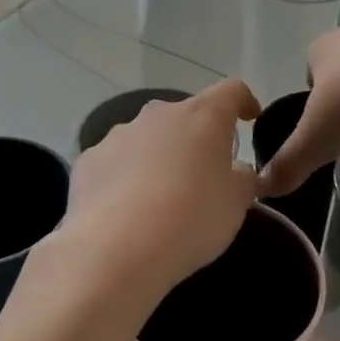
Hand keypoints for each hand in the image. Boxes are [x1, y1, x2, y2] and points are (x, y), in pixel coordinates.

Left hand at [59, 78, 261, 293]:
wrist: (116, 249)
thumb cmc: (192, 219)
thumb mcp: (237, 203)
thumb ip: (243, 179)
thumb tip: (237, 171)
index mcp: (203, 117)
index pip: (231, 91)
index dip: (244, 102)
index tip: (250, 119)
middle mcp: (159, 115)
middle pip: (186, 115)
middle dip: (197, 138)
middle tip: (205, 172)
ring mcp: (119, 135)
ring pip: (148, 138)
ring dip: (160, 156)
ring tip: (163, 197)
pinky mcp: (89, 161)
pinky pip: (117, 162)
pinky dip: (127, 177)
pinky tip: (128, 210)